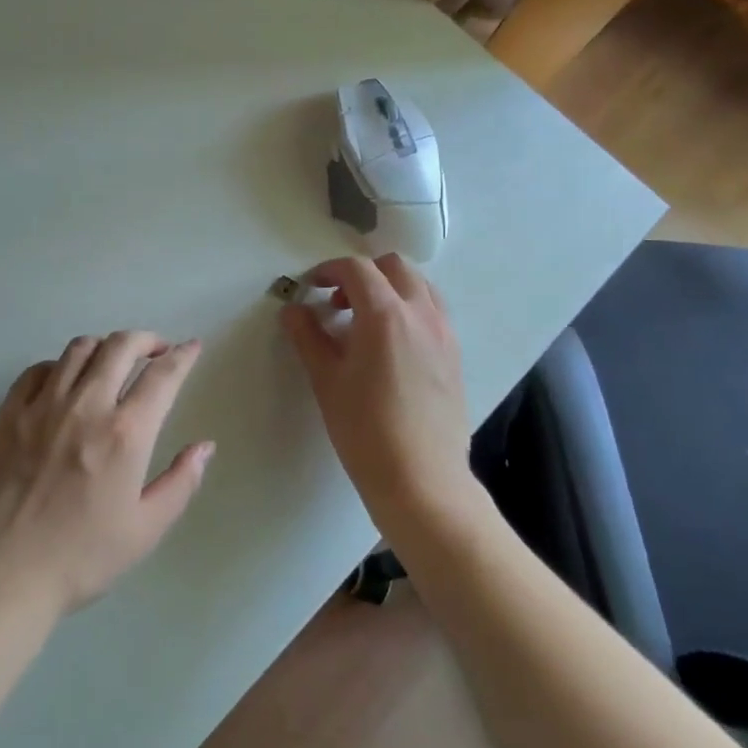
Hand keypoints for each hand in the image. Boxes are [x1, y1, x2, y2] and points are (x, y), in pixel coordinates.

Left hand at [0, 332, 212, 617]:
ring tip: (113, 361)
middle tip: (157, 350)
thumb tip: (204, 447)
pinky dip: (60, 365)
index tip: (192, 347)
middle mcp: (87, 405)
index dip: (183, 356)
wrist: (2, 574)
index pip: (163, 376)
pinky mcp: (9, 413)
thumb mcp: (145, 529)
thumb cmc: (81, 558)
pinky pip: (39, 369)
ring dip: (105, 346)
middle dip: (146, 339)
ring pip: (79, 349)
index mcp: (126, 433)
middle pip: (120, 346)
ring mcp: (43, 405)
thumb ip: (180, 483)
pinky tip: (65, 381)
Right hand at [281, 255, 477, 531]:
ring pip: (419, 286)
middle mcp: (421, 313)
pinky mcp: (455, 355)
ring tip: (364, 321)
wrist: (421, 479)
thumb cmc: (365, 429)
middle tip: (337, 302)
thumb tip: (293, 310)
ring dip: (389, 288)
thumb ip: (307, 337)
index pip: (356, 269)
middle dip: (362, 274)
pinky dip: (409, 309)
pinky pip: (433, 312)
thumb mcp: (326, 380)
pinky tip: (390, 346)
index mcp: (385, 314)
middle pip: (393, 267)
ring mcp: (444, 333)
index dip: (328, 270)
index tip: (310, 287)